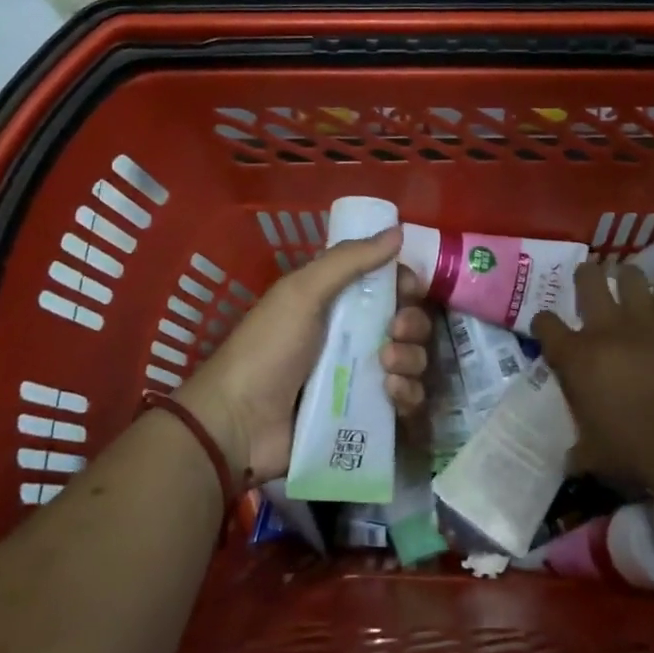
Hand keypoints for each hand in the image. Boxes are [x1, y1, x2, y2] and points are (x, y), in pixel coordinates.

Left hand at [175, 227, 430, 484]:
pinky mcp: (368, 416)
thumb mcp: (303, 292)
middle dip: (412, 325)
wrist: (239, 422)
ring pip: (414, 362)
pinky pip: (408, 401)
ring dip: (412, 360)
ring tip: (387, 368)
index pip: (391, 287)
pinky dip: (408, 395)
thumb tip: (397, 230)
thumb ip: (349, 260)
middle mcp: (357, 337)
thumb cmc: (269, 347)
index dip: (406, 285)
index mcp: (340, 303)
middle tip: (394, 332)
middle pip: (409, 324)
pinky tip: (391, 394)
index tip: (409, 289)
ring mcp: (363, 378)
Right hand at [530, 261, 653, 485]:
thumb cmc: (633, 448)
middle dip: (586, 276)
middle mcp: (605, 328)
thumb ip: (579, 451)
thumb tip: (570, 461)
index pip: (545, 325)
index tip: (546, 327)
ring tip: (627, 281)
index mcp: (575, 357)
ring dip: (627, 278)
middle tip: (588, 278)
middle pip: (588, 281)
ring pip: (631, 278)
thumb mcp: (594, 456)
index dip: (543, 323)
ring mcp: (646, 320)